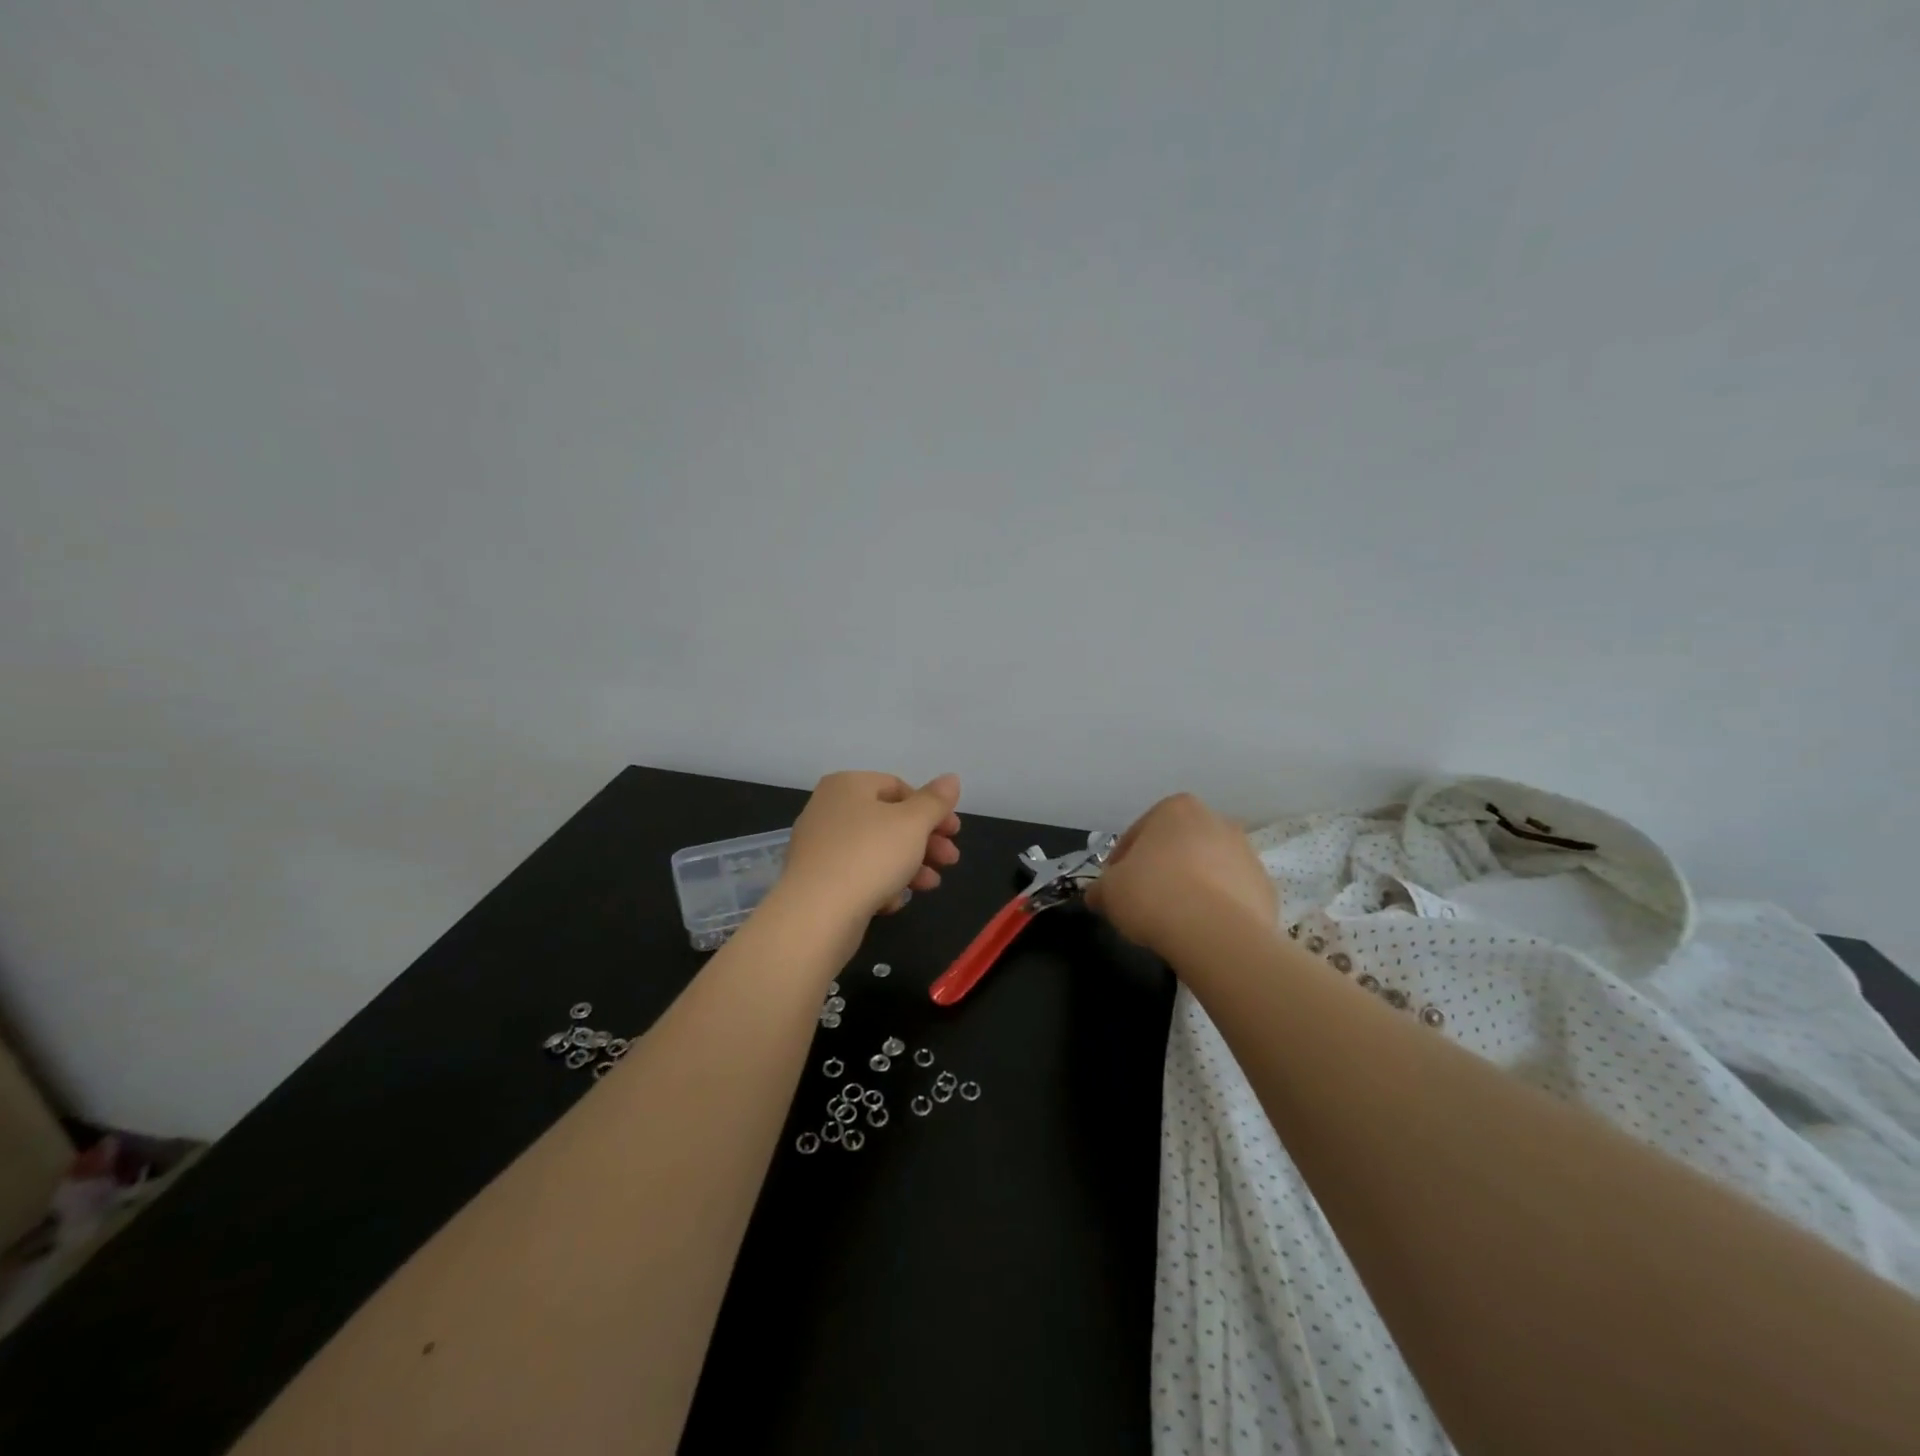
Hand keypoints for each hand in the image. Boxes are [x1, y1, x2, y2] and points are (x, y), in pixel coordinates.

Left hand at [775, 771, 962, 929]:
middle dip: (925, 841)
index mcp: (847, 785)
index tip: (954, 832)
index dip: (931, 809)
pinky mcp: (817, 880)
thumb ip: (935, 801)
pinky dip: (880, 884)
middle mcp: (828, 809)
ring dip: (909, 865)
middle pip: (888, 820)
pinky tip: (894, 902)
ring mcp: (820, 846)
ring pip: (876, 850)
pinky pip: (857, 875)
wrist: (817, 914)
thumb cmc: (870, 856)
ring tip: (931, 885)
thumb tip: (951, 778)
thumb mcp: (913, 823)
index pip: (898, 787)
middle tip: (950, 860)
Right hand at [1086, 793, 1277, 955]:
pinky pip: (1232, 896)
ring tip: (1175, 921)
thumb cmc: (1153, 894)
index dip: (1122, 862)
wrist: (1215, 933)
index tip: (1116, 887)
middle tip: (1144, 902)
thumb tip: (1096, 896)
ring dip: (1193, 887)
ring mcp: (1247, 854)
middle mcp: (1216, 821)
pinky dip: (1217, 909)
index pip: (1139, 833)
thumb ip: (1100, 889)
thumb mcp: (1109, 891)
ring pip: (1208, 869)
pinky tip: (1202, 931)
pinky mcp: (1266, 888)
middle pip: (1178, 847)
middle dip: (1162, 869)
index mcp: (1176, 809)